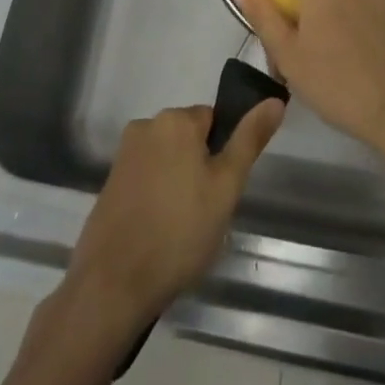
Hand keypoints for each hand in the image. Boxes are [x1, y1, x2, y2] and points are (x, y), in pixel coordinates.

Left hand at [63, 100, 283, 329]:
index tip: (221, 190)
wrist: (113, 283)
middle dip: (200, 168)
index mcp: (175, 119)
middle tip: (205, 212)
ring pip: (167, 160)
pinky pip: (146, 178)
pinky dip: (156, 196)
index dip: (222, 155)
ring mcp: (124, 154)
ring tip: (182, 227)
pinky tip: (159, 232)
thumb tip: (275, 100)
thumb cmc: (179, 231)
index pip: (214, 120)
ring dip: (178, 183)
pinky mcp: (109, 182)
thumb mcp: (226, 187)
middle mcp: (146, 125)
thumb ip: (249, 140)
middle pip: (188, 138)